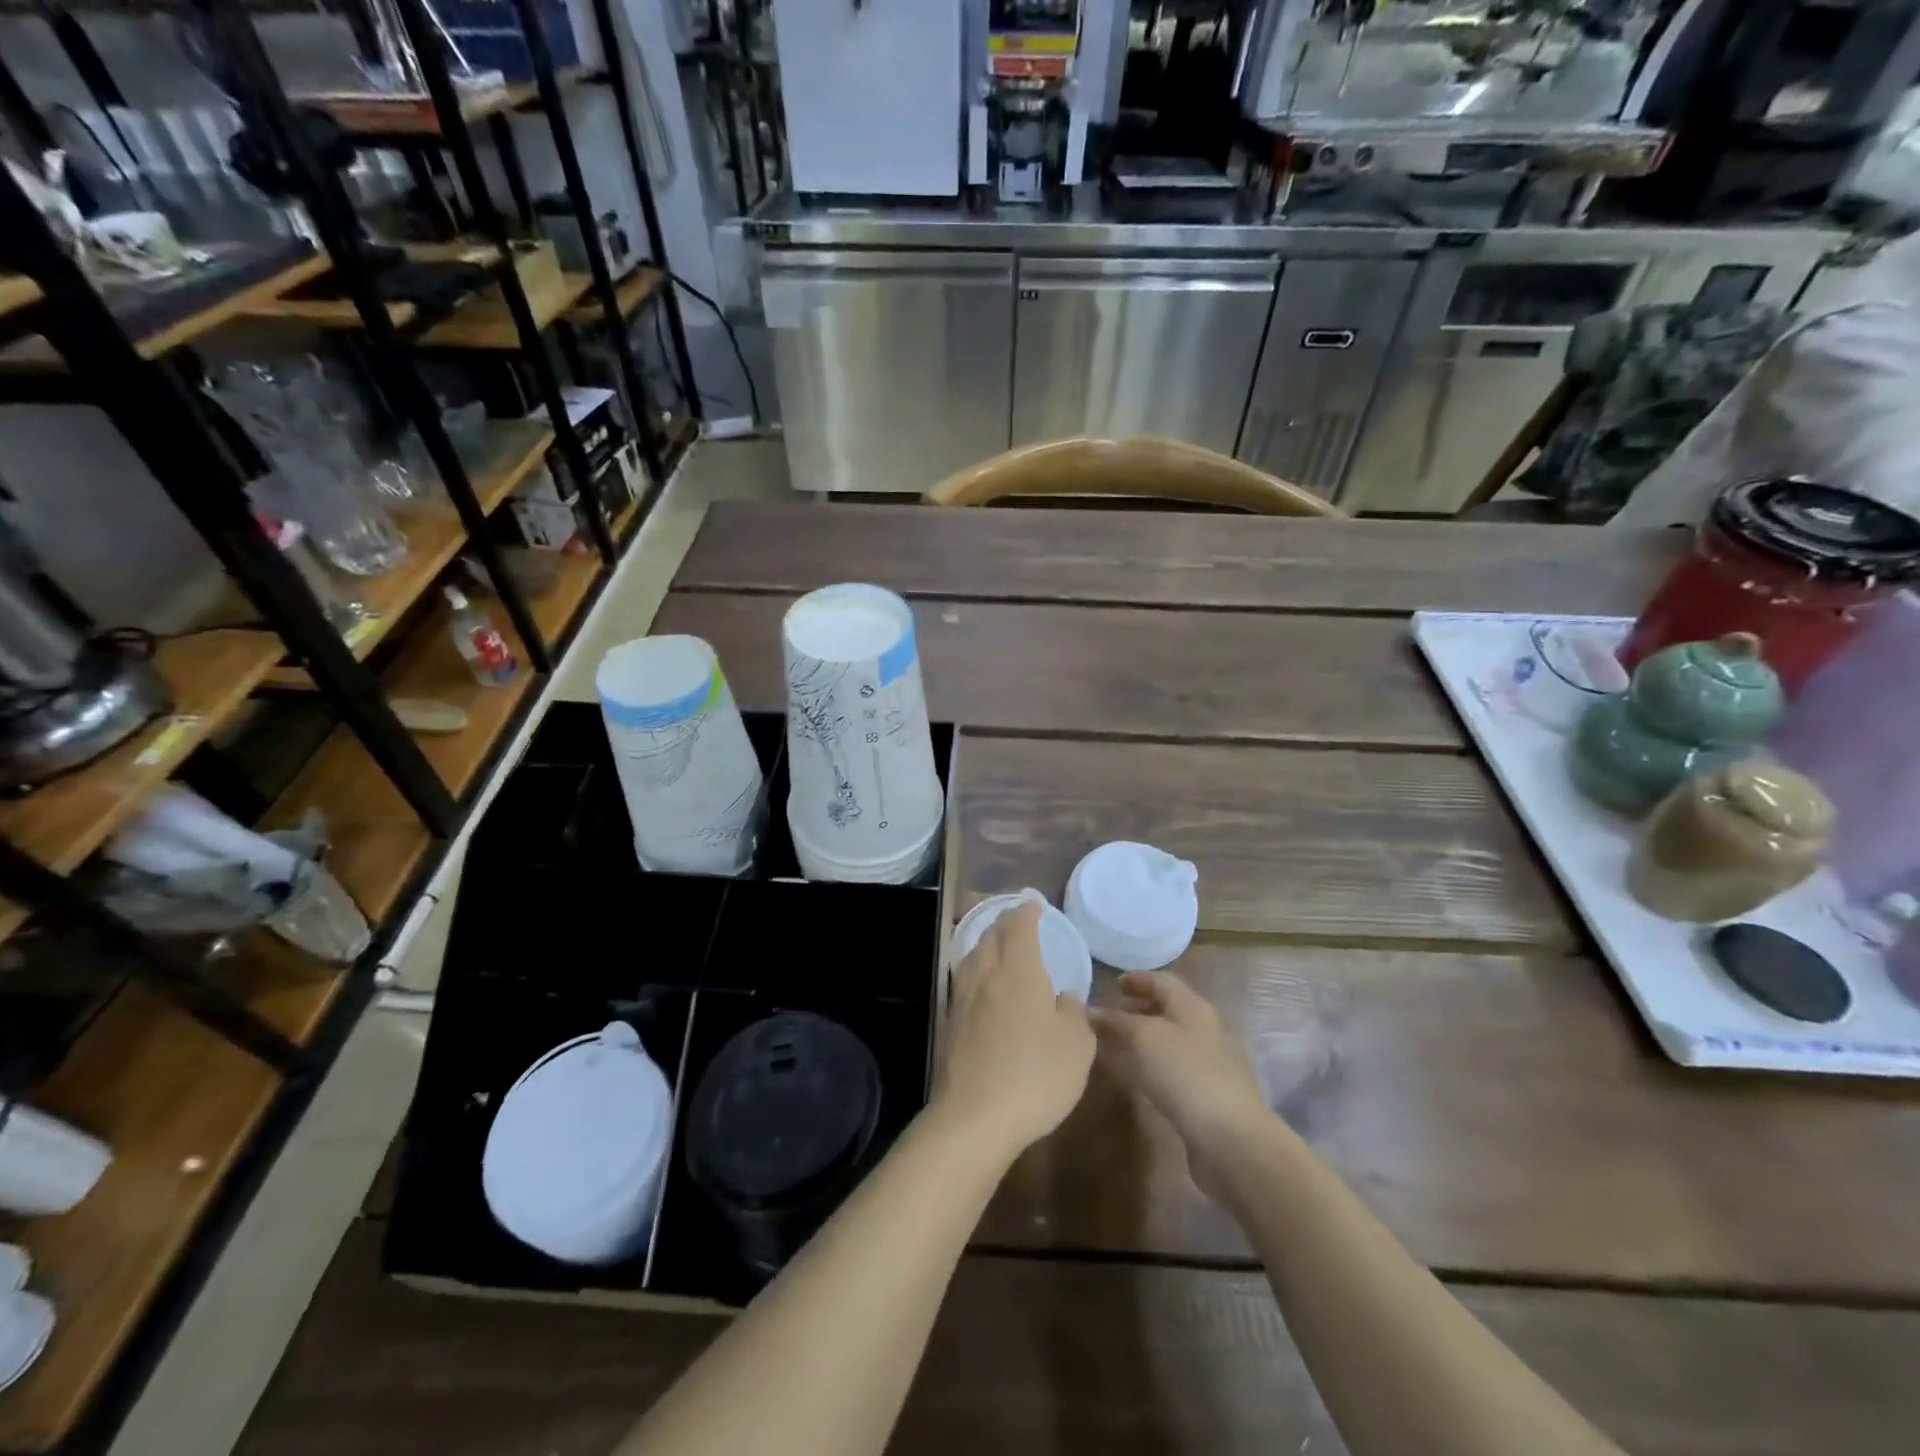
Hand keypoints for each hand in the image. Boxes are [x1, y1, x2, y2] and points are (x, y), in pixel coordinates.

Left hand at [933, 901, 1094, 1161]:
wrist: (976, 1116)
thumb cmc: (1035, 1076)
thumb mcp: (1076, 1047)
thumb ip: (1073, 1014)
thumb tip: (1062, 997)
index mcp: (1019, 972)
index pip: (1019, 928)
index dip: (1026, 912)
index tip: (1033, 903)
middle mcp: (987, 975)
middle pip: (991, 936)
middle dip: (1004, 921)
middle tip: (1016, 918)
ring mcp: (964, 998)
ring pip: (973, 955)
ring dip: (986, 941)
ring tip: (997, 943)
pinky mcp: (951, 1022)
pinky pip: (964, 978)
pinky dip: (976, 967)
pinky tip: (983, 982)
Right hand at [1090, 972, 1272, 1197]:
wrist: (1232, 1140)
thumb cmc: (1184, 1075)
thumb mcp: (1143, 1039)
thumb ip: (1116, 1021)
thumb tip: (1091, 1011)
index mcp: (1193, 1007)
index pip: (1163, 981)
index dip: (1138, 979)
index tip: (1114, 984)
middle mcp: (1206, 1029)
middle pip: (1170, 1009)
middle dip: (1140, 1007)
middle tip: (1112, 1014)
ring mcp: (1212, 1063)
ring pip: (1173, 1039)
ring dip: (1146, 1037)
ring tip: (1119, 1045)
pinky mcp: (1211, 1094)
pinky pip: (1177, 1066)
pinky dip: (1156, 1062)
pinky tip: (1142, 1077)